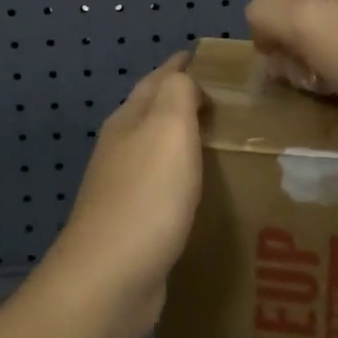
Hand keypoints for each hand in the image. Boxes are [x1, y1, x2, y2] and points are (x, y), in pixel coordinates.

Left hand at [46, 53, 203, 330]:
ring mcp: (122, 188)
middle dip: (182, 100)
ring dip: (182, 141)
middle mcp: (120, 148)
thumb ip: (178, 93)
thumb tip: (184, 78)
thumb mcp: (167, 128)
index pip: (157, 79)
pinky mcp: (132, 225)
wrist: (110, 279)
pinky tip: (201, 192)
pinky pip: (162, 188)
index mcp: (129, 120)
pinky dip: (182, 179)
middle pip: (152, 112)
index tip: (207, 58)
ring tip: (221, 142)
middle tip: (227, 101)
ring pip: (156, 150)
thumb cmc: (147, 195)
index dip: (180, 66)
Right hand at [245, 0, 337, 162]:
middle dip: (289, 40)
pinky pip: (332, 64)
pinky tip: (328, 94)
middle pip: (301, 7)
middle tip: (295, 66)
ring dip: (302, 63)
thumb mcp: (308, 22)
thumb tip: (259, 22)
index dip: (280, 1)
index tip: (279, 35)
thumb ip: (266, 12)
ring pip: (312, 40)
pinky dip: (322, 79)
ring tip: (313, 83)